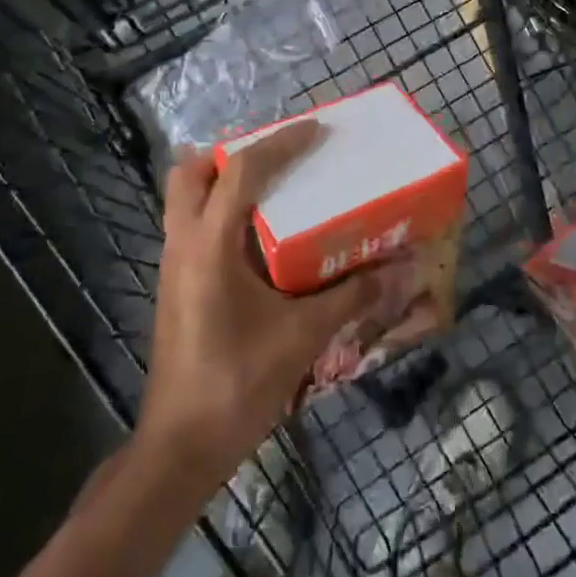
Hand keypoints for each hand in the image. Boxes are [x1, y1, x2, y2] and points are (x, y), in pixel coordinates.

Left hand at [138, 122, 380, 489]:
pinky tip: (261, 236)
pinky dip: (222, 212)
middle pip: (191, 172)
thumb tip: (402, 268)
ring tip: (274, 186)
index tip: (316, 129)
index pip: (241, 170)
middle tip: (278, 157)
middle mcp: (183, 244)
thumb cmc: (238, 383)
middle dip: (231, 153)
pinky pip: (193, 226)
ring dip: (223, 181)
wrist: (181, 447)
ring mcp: (174, 266)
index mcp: (209, 245)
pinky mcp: (177, 286)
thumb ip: (352, 296)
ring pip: (185, 198)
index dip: (279, 143)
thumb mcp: (302, 335)